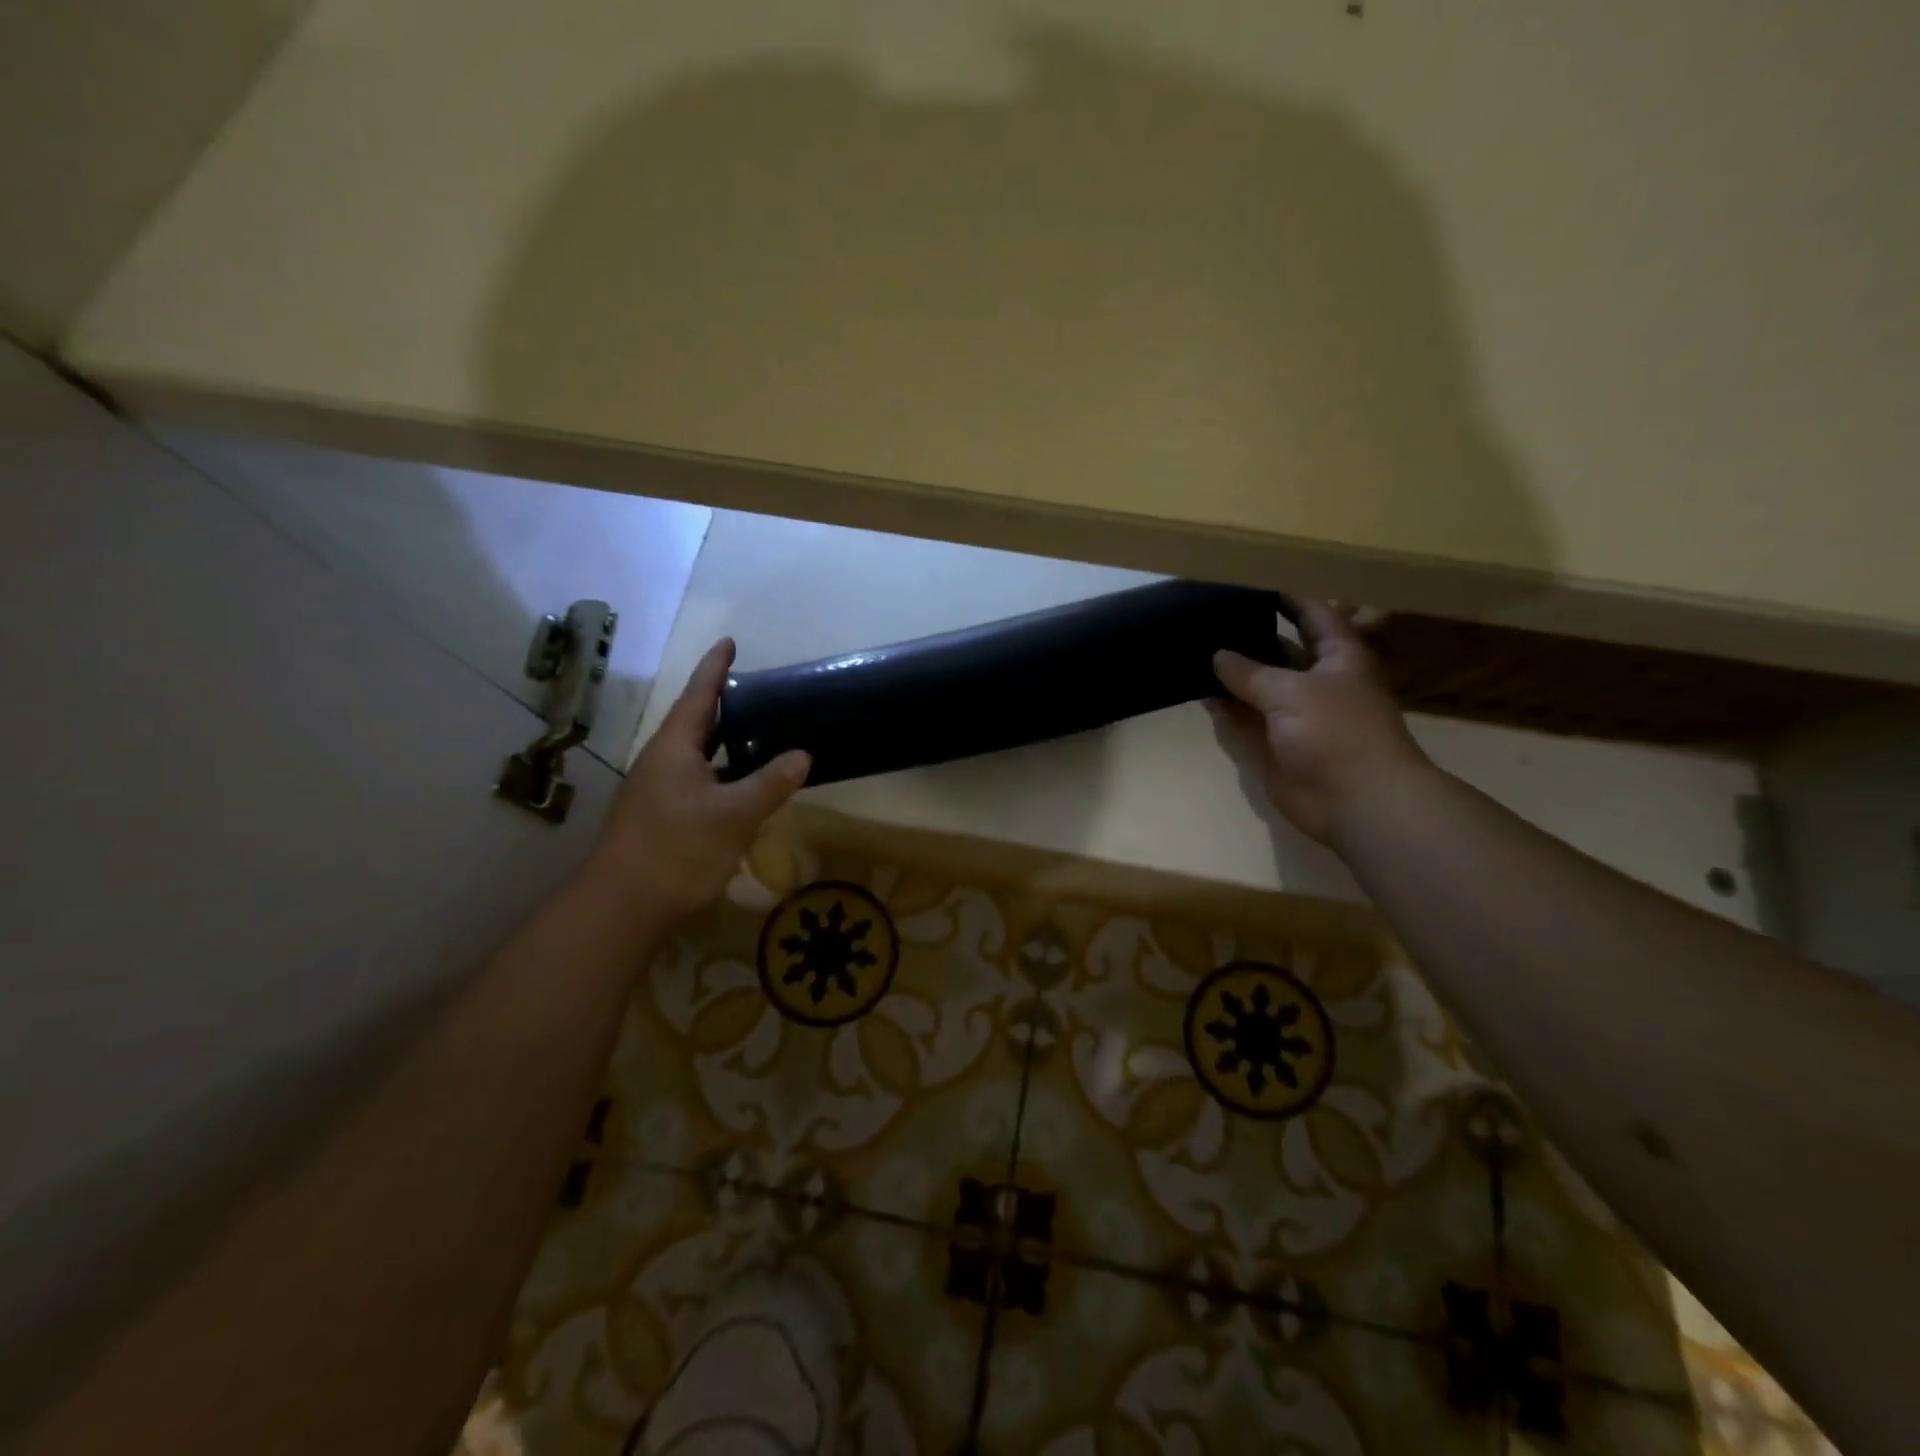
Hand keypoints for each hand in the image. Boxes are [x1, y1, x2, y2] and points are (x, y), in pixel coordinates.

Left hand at [586, 638, 810, 925]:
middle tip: (760, 693)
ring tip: (759, 734)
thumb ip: (770, 783)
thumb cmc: (678, 848)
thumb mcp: (734, 814)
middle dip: (725, 706)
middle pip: (697, 723)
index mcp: (675, 747)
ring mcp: (658, 789)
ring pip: (698, 755)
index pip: (699, 695)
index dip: (715, 668)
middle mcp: (662, 761)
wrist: (624, 904)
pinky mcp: (661, 815)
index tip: (729, 642)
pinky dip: (723, 773)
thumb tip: (803, 755)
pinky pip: (698, 780)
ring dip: (726, 743)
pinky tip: (743, 787)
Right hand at [1211, 600, 1432, 846]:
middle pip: (1280, 650)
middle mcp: (1317, 681)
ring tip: (1192, 648)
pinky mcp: (1274, 743)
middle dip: (1248, 636)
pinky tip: (1197, 691)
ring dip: (1230, 673)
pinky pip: (1244, 718)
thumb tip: (1217, 656)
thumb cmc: (1336, 732)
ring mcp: (1294, 715)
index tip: (1249, 583)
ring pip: (1257, 685)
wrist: (1354, 801)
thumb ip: (1250, 672)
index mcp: (1339, 657)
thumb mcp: (1291, 691)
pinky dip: (1224, 707)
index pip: (1312, 615)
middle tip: (1207, 617)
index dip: (1286, 598)